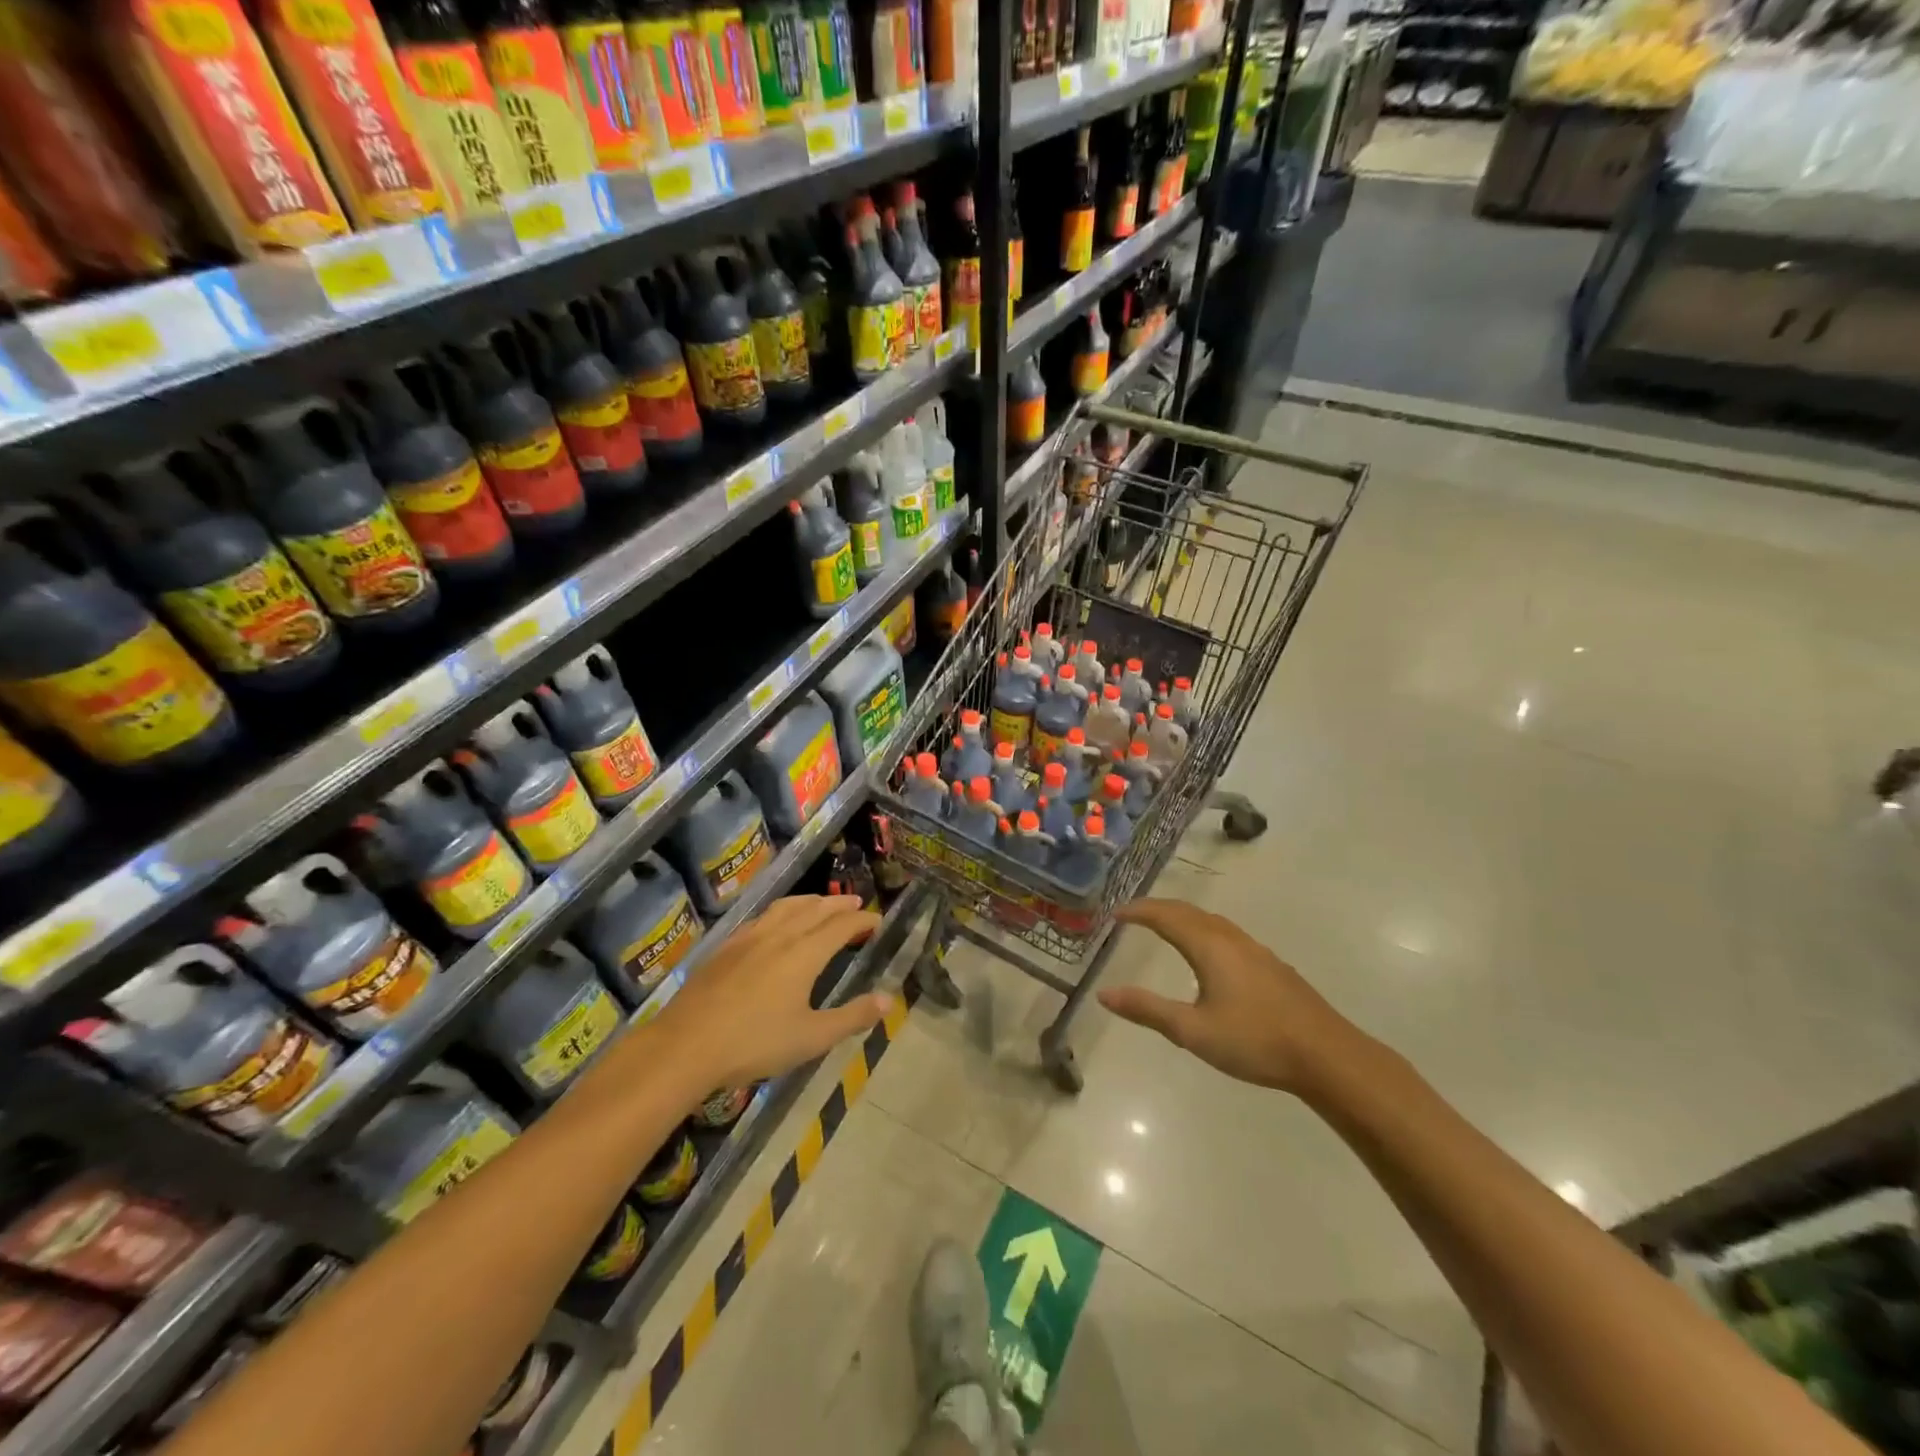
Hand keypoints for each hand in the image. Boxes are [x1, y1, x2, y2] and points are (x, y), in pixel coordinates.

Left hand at [652, 894, 888, 1094]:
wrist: (686, 1045)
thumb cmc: (754, 1043)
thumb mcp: (811, 1038)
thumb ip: (852, 1017)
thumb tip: (889, 1001)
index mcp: (805, 953)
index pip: (842, 925)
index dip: (862, 920)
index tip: (877, 920)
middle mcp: (780, 935)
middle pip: (815, 909)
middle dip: (839, 904)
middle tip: (856, 903)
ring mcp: (749, 937)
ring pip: (786, 907)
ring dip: (810, 901)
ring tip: (821, 904)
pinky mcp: (726, 947)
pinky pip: (762, 917)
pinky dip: (781, 911)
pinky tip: (776, 923)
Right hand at [1098, 898, 1364, 1094]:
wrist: (1326, 1055)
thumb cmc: (1255, 1041)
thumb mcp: (1193, 1031)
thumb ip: (1147, 1010)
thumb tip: (1104, 994)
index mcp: (1209, 946)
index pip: (1165, 916)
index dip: (1138, 911)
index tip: (1114, 914)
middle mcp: (1230, 938)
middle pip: (1188, 911)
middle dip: (1157, 908)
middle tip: (1132, 915)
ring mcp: (1255, 950)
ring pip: (1210, 920)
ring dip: (1182, 917)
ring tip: (1163, 926)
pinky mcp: (1271, 965)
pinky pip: (1226, 932)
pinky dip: (1202, 929)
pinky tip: (1208, 952)